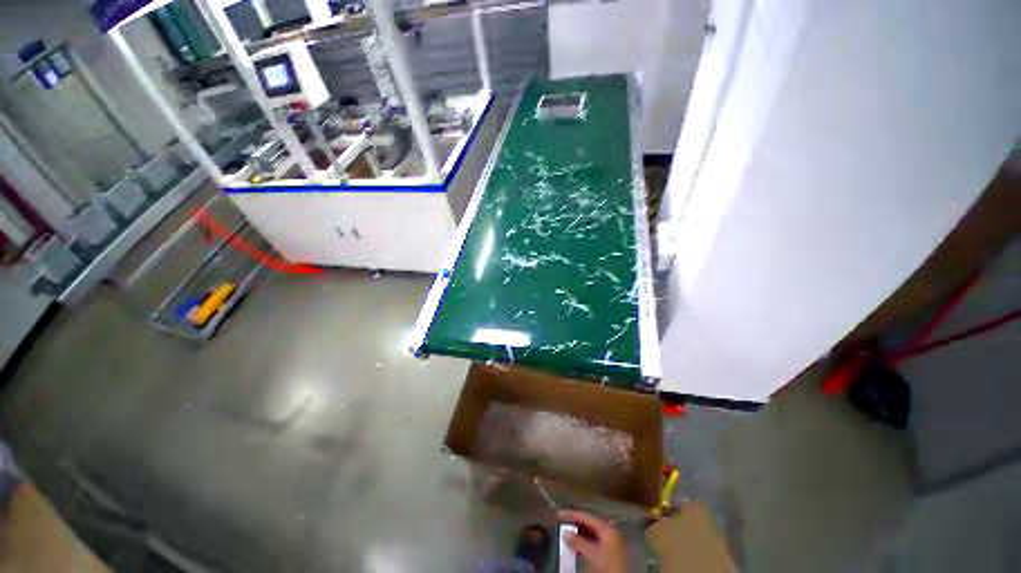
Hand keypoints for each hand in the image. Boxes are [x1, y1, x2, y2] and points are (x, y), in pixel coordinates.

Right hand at [558, 510, 626, 572]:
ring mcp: (610, 541)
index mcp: (607, 527)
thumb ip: (578, 541)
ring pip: (590, 533)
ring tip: (566, 536)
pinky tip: (576, 547)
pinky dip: (583, 542)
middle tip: (561, 523)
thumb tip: (565, 533)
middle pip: (588, 523)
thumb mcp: (591, 552)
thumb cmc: (606, 563)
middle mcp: (609, 530)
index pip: (586, 516)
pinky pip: (592, 541)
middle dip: (575, 524)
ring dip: (578, 534)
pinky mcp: (608, 551)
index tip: (559, 513)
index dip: (571, 514)